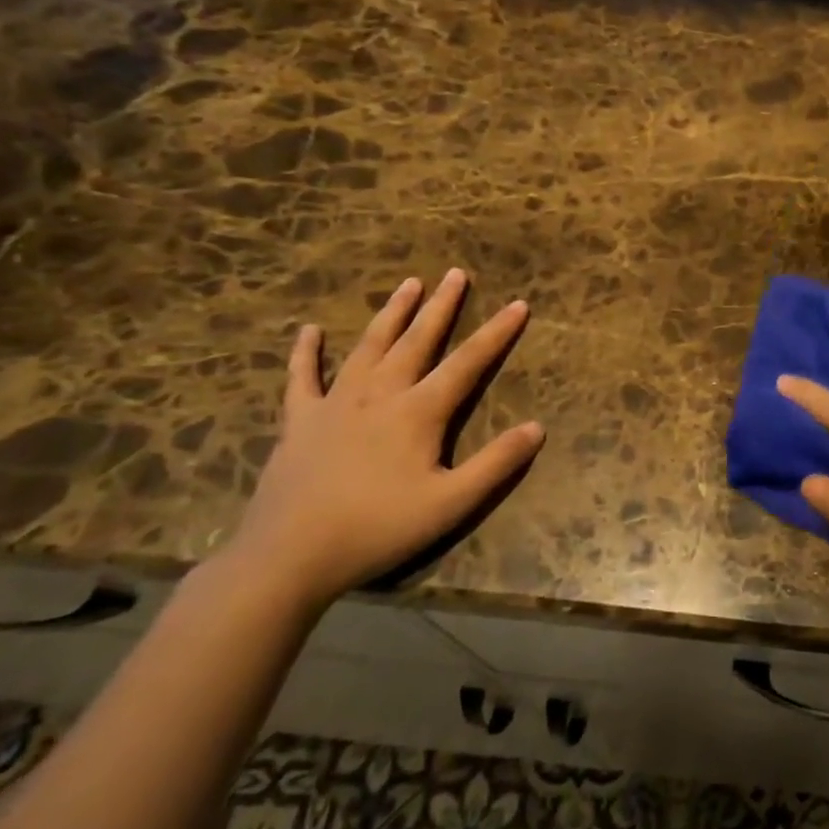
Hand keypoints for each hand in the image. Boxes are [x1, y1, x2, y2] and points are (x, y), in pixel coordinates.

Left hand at [225, 271, 544, 611]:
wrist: (290, 555)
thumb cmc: (379, 528)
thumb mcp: (452, 503)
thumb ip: (497, 463)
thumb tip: (538, 427)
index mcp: (419, 411)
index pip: (468, 363)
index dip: (497, 333)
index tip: (519, 304)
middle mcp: (380, 394)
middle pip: (417, 340)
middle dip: (441, 306)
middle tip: (456, 274)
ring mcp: (335, 403)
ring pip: (369, 346)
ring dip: (391, 314)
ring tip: (408, 284)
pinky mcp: (299, 420)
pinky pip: (302, 377)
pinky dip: (306, 352)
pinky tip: (309, 330)